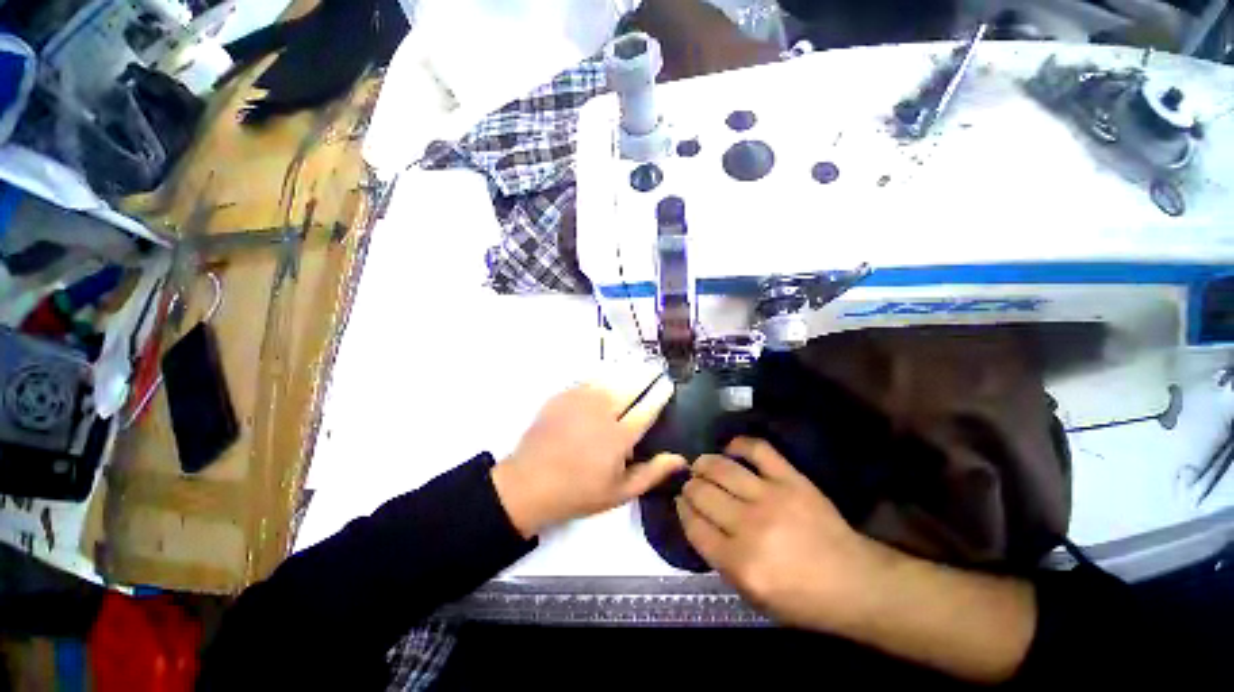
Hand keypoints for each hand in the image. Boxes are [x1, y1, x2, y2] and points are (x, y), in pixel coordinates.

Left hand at [492, 370, 684, 537]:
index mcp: (618, 437)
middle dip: (646, 374)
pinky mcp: (562, 396)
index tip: (668, 384)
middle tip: (655, 367)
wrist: (528, 484)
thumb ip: (652, 473)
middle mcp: (601, 412)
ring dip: (626, 370)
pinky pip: (587, 380)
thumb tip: (680, 458)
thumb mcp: (620, 493)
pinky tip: (606, 377)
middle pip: (630, 385)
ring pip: (609, 378)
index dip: (660, 394)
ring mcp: (579, 401)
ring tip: (637, 364)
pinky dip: (601, 376)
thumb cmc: (578, 492)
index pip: (647, 408)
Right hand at [678, 437, 1036, 682]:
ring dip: (704, 463)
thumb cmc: (802, 598)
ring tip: (701, 464)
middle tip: (690, 483)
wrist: (855, 582)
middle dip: (690, 486)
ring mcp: (771, 497)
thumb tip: (697, 520)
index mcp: (739, 563)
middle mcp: (749, 527)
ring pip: (721, 468)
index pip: (694, 525)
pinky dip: (739, 444)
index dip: (682, 510)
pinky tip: (731, 449)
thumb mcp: (752, 595)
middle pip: (703, 493)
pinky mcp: (791, 479)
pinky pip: (757, 449)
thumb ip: (719, 558)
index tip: (680, 501)